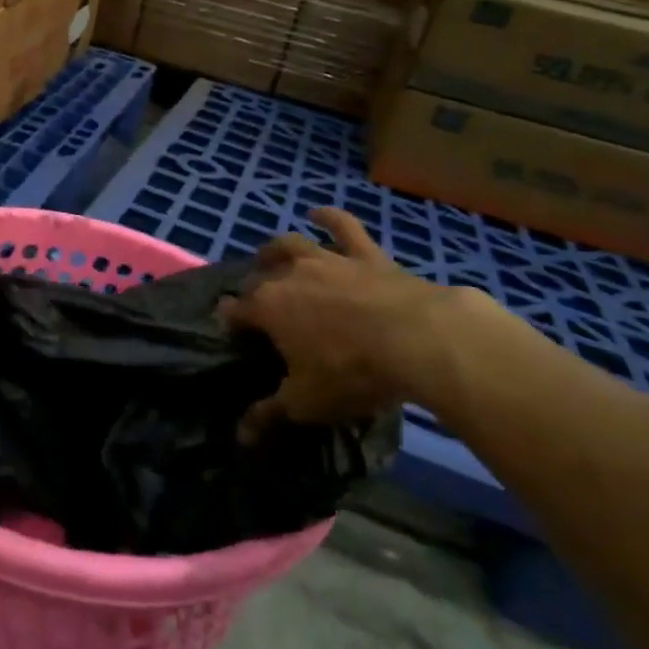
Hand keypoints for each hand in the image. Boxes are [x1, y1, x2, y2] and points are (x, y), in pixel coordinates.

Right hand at [220, 208, 490, 441]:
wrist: (418, 338)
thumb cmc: (352, 372)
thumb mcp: (306, 402)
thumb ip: (269, 414)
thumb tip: (240, 436)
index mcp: (267, 308)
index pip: (235, 310)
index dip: (229, 320)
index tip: (231, 331)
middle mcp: (289, 275)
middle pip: (260, 275)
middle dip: (253, 287)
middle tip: (257, 302)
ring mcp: (327, 260)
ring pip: (292, 245)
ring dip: (276, 249)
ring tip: (269, 253)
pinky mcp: (364, 255)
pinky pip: (343, 227)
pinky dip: (329, 217)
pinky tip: (318, 211)